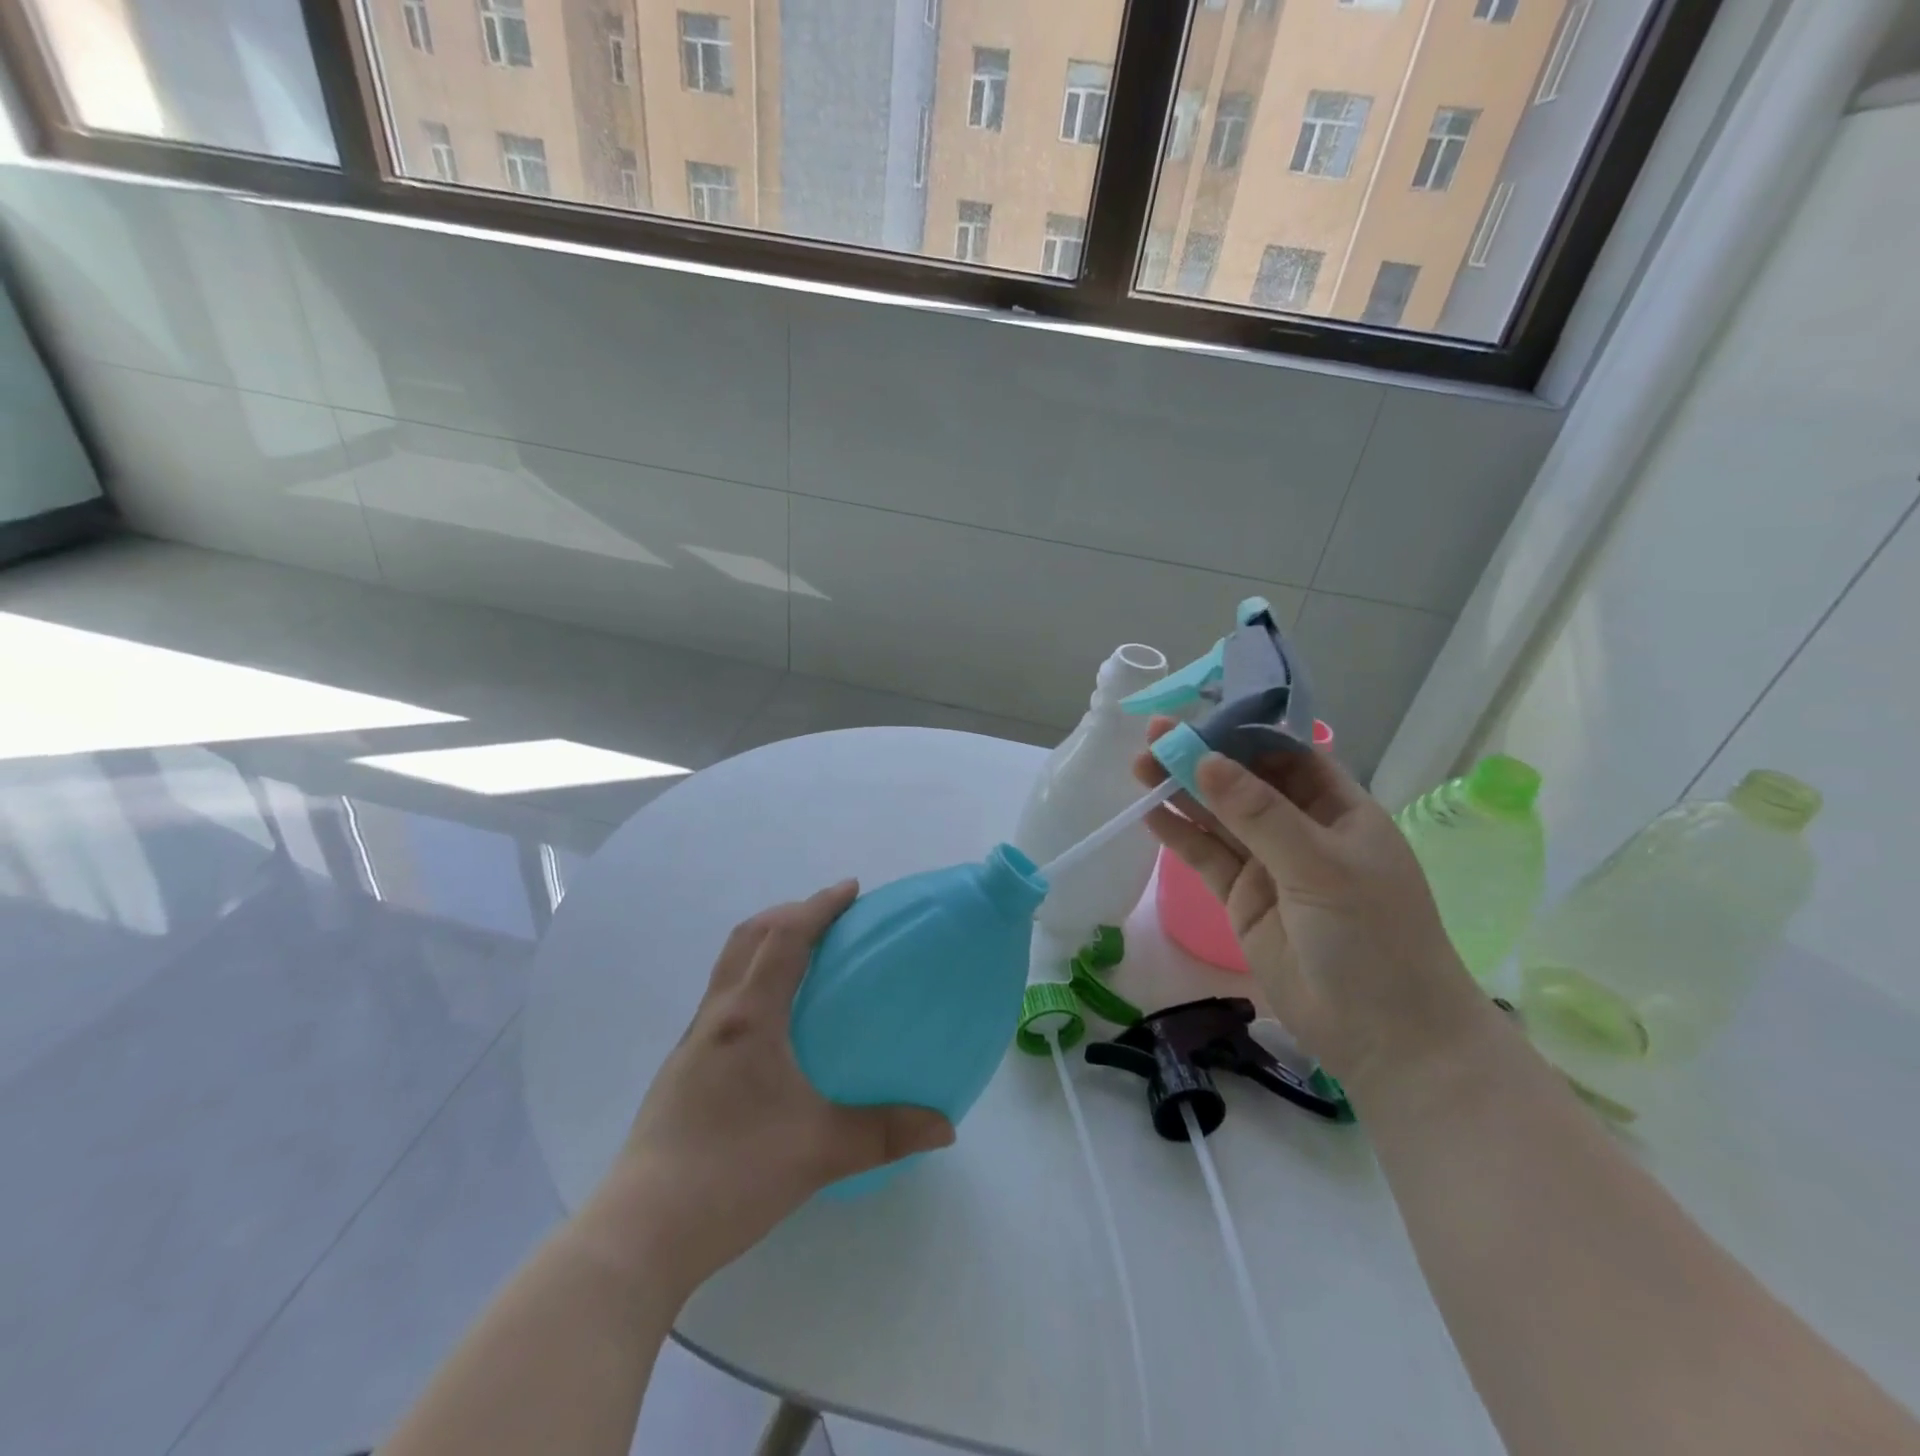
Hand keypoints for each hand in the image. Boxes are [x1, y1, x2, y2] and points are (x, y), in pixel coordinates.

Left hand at [583, 882, 953, 1299]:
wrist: (641, 1232)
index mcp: (749, 1018)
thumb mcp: (820, 1152)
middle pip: (748, 938)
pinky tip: (772, 1021)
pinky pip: (722, 997)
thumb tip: (946, 1126)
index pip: (784, 939)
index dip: (818, 906)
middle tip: (830, 916)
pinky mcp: (683, 1069)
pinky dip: (751, 978)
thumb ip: (885, 1133)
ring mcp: (693, 1043)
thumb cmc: (732, 1175)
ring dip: (765, 943)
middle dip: (790, 913)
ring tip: (804, 956)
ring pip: (729, 966)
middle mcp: (717, 1017)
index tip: (851, 889)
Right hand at [1135, 720, 1495, 1098]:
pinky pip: (1206, 857)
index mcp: (1339, 809)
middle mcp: (1301, 830)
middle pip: (1243, 783)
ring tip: (1138, 767)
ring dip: (1181, 792)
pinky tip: (1150, 812)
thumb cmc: (1374, 937)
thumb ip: (1259, 814)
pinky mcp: (1242, 899)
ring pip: (1219, 818)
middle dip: (1202, 758)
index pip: (1285, 755)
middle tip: (1152, 737)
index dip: (1242, 731)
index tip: (1197, 712)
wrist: (1386, 1037)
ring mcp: (1269, 865)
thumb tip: (1205, 759)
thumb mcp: (1320, 867)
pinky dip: (1179, 835)